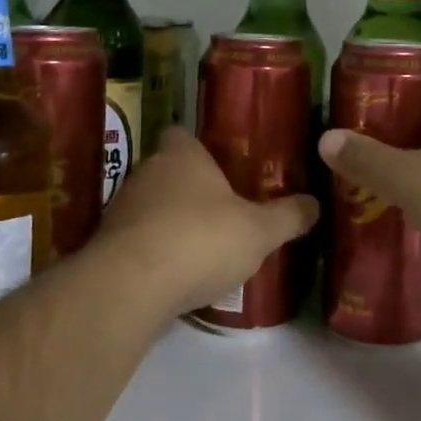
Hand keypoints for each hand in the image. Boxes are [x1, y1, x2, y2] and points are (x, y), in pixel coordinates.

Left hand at [93, 129, 320, 316]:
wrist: (130, 287)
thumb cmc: (200, 240)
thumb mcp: (259, 231)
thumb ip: (288, 216)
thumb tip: (315, 203)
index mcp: (182, 154)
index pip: (183, 133)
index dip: (200, 147)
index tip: (221, 164)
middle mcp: (146, 171)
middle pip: (168, 170)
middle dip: (190, 188)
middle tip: (221, 209)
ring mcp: (121, 208)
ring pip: (150, 206)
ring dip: (169, 221)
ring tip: (200, 246)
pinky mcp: (106, 245)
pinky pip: (136, 240)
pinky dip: (152, 251)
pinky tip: (174, 274)